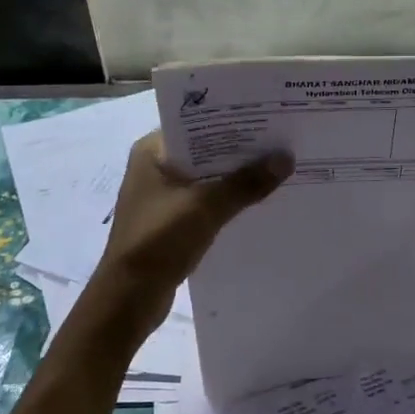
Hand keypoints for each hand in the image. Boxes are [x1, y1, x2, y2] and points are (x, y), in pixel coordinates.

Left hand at [96, 132, 291, 306]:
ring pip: (207, 176)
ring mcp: (162, 195)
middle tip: (281, 140)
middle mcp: (154, 167)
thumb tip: (286, 158)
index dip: (232, 120)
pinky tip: (257, 200)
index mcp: (151, 151)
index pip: (197, 123)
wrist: (128, 299)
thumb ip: (246, 183)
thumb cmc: (159, 241)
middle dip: (240, 149)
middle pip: (205, 150)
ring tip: (278, 166)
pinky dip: (228, 199)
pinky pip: (206, 200)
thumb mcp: (206, 207)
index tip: (268, 115)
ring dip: (236, 176)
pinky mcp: (171, 220)